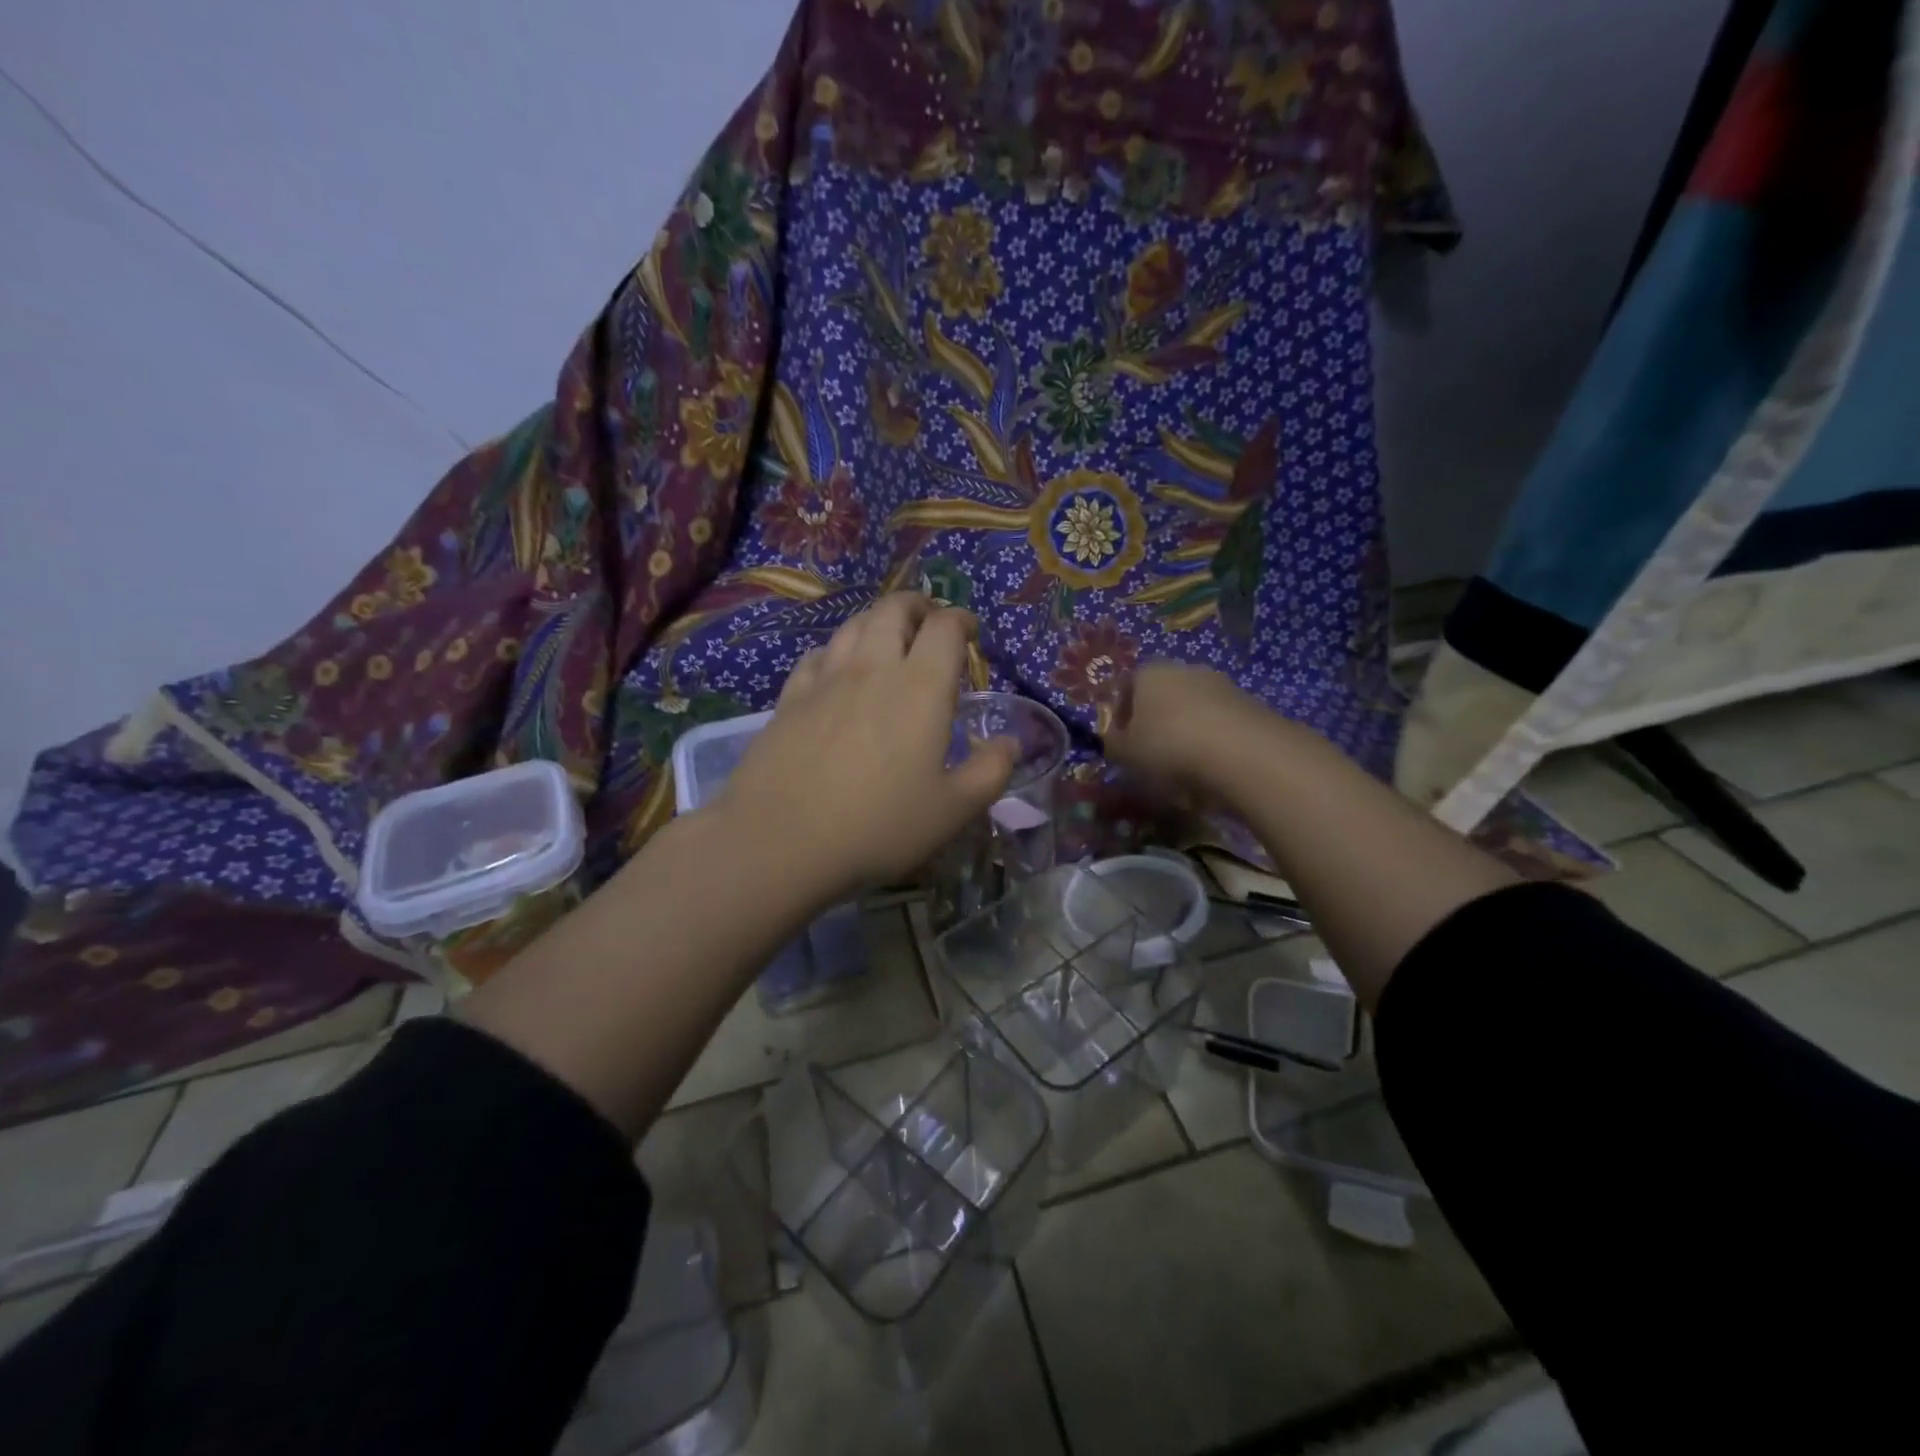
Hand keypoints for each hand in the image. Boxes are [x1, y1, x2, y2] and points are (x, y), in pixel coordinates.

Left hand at [715, 593, 1017, 903]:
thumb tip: (1011, 743)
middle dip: (917, 606)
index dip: (961, 620)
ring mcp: (825, 679)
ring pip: (853, 625)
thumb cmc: (878, 827)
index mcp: (921, 687)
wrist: (780, 841)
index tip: (970, 633)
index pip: (945, 627)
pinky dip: (837, 650)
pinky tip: (837, 670)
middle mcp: (873, 668)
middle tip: (929, 621)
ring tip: (888, 638)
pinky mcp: (789, 698)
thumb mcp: (953, 811)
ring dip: (877, 620)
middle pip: (893, 609)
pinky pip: (817, 655)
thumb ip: (990, 772)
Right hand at [1103, 660, 1269, 793]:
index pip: (1125, 688)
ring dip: (1185, 734)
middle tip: (1151, 757)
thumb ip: (1113, 745)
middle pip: (1161, 696)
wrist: (1245, 754)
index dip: (1120, 716)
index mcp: (1149, 673)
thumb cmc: (1170, 747)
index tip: (1121, 744)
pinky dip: (1213, 743)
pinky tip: (1213, 770)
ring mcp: (1221, 685)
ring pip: (1192, 710)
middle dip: (1155, 724)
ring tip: (1184, 771)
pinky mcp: (1251, 705)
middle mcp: (1185, 670)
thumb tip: (1113, 740)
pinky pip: (1220, 725)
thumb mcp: (1126, 754)